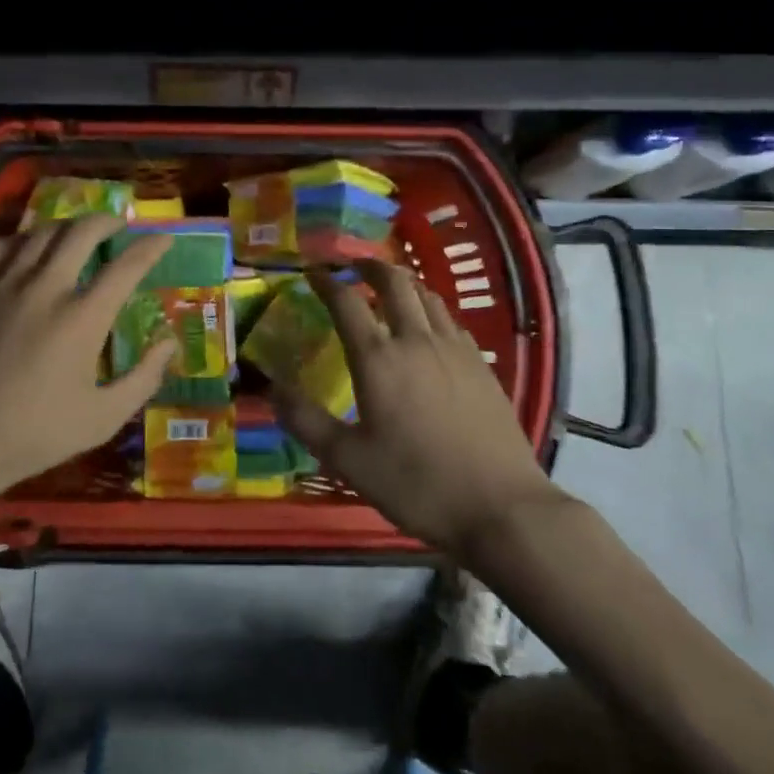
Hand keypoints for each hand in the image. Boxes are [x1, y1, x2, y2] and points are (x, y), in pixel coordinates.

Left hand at [0, 215, 175, 503]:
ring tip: (74, 234)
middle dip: (107, 221)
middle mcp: (45, 288)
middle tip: (117, 226)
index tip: (163, 240)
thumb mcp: (103, 418)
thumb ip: (144, 378)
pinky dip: (19, 240)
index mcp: (82, 318)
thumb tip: (169, 343)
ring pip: (38, 234)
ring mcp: (2, 285)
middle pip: (81, 232)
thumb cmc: (35, 434)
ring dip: (65, 227)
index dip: (151, 247)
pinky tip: (24, 249)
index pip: (126, 266)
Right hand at [277, 260, 564, 557]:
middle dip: (370, 266)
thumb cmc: (417, 483)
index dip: (326, 282)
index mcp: (378, 358)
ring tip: (390, 288)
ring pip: (427, 296)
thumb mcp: (349, 460)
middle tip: (354, 266)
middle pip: (394, 282)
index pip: (346, 302)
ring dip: (404, 283)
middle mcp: (416, 340)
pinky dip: (430, 309)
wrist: (501, 506)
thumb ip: (306, 421)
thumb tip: (272, 389)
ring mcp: (454, 349)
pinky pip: (449, 320)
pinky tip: (428, 328)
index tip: (313, 273)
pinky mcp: (481, 364)